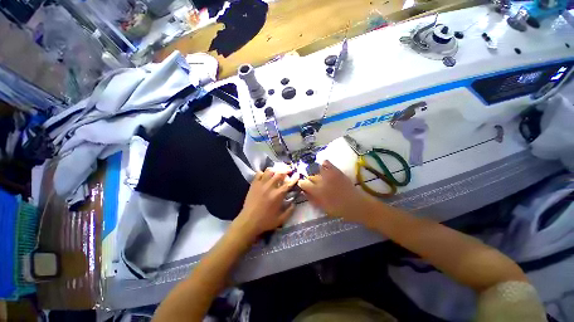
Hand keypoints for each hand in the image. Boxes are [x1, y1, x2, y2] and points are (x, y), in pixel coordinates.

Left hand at [233, 168, 297, 238]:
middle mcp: (270, 186)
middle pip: (279, 173)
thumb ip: (290, 211)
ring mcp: (261, 184)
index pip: (289, 183)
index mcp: (278, 195)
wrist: (248, 221)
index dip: (294, 178)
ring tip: (277, 172)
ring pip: (269, 171)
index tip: (297, 174)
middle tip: (288, 171)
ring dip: (275, 170)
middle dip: (286, 170)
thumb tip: (294, 203)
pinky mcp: (254, 184)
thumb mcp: (281, 219)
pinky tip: (265, 176)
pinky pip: (259, 173)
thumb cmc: (265, 221)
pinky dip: (263, 173)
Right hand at [298, 160, 374, 223]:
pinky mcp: (337, 171)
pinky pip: (327, 163)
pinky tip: (325, 168)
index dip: (302, 184)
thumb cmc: (339, 210)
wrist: (357, 205)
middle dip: (310, 181)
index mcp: (318, 191)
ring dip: (317, 174)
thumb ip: (312, 199)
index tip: (304, 186)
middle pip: (310, 177)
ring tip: (321, 179)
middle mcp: (322, 181)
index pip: (304, 183)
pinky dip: (324, 164)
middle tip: (314, 185)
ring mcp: (330, 174)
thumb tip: (304, 192)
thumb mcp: (323, 208)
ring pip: (317, 170)